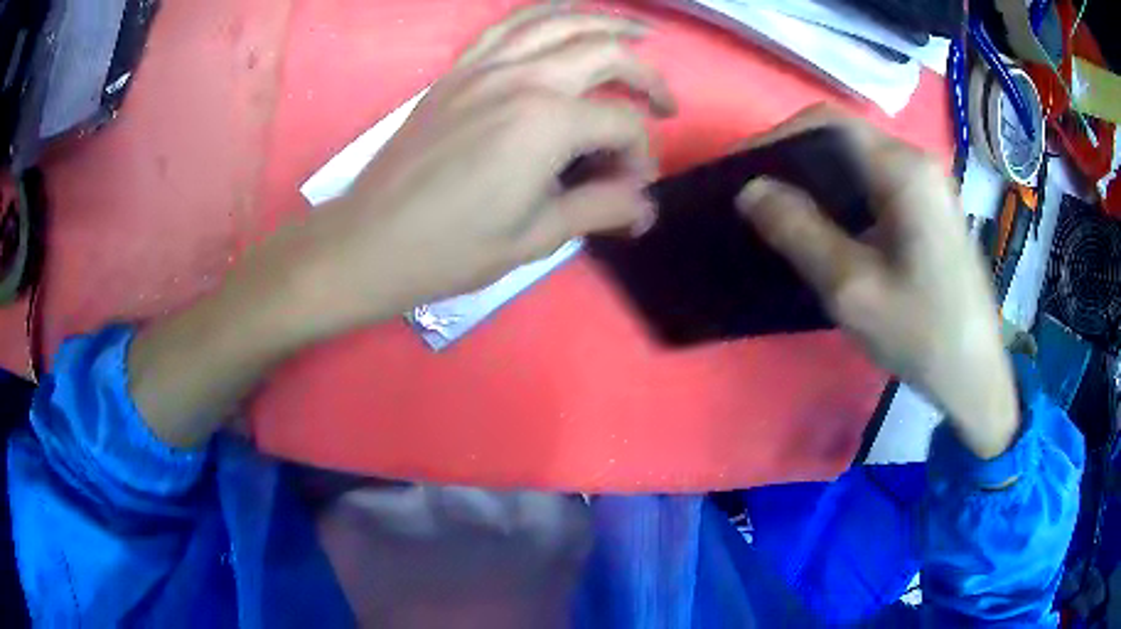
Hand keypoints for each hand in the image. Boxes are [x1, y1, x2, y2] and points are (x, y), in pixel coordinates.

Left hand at [302, 4, 675, 328]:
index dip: (640, 154)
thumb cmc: (452, 248)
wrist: (371, 241)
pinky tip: (564, 17)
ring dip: (605, 24)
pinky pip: (507, 26)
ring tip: (638, 33)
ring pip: (559, 22)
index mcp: (546, 123)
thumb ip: (599, 208)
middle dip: (646, 76)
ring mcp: (485, 67)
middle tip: (664, 102)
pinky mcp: (458, 71)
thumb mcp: (536, 237)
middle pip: (604, 54)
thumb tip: (644, 206)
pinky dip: (544, 14)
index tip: (633, 187)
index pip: (620, 123)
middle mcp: (522, 79)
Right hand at [736, 108, 1018, 458]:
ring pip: (857, 161)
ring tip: (781, 209)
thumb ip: (799, 231)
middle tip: (756, 195)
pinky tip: (826, 225)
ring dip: (817, 178)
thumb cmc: (921, 334)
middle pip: (842, 138)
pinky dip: (842, 195)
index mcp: (904, 169)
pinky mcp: (930, 208)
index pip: (826, 124)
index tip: (738, 170)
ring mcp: (928, 185)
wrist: (975, 375)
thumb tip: (750, 190)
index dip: (775, 139)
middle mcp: (917, 163)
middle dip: (794, 158)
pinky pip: (874, 183)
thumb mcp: (852, 289)